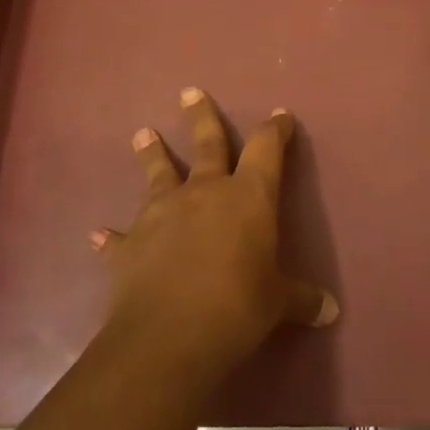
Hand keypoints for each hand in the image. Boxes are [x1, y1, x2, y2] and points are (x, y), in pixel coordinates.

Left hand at [91, 87, 338, 373]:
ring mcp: (162, 214)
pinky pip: (120, 238)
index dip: (275, 130)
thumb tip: (331, 311)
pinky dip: (111, 237)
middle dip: (201, 117)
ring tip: (142, 133)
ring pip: (158, 174)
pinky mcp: (130, 245)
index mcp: (248, 197)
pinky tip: (98, 235)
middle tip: (189, 92)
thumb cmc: (238, 307)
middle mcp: (204, 193)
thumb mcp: (279, 303)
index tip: (279, 115)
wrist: (169, 336)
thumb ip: (302, 300)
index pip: (266, 149)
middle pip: (206, 144)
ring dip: (152, 154)